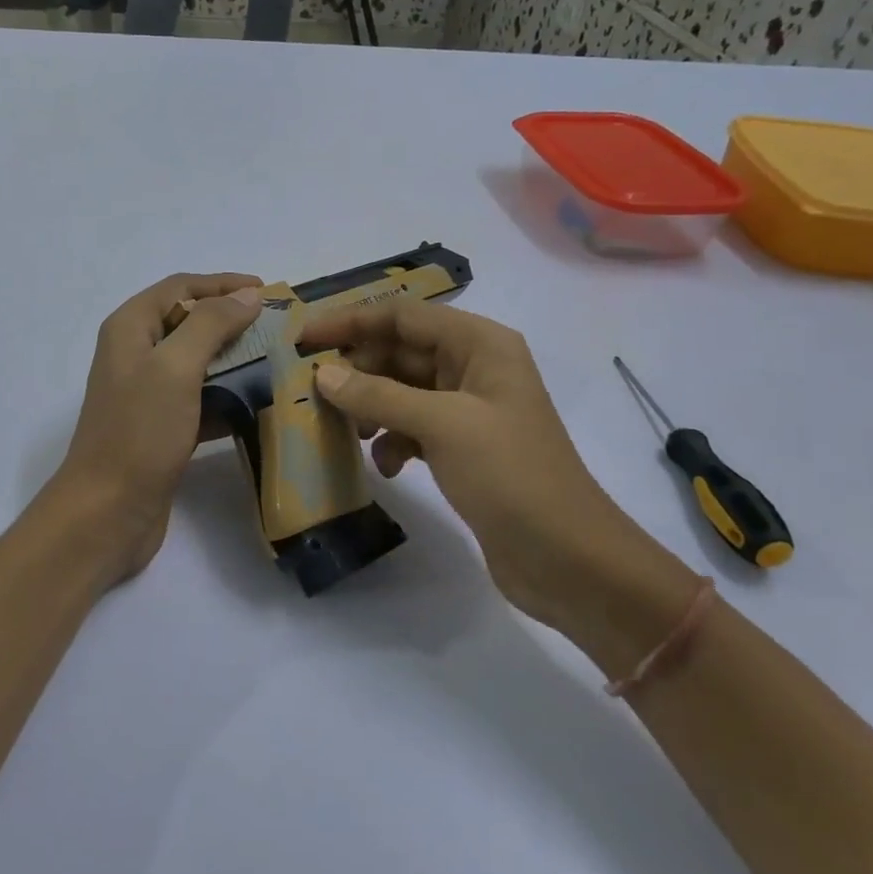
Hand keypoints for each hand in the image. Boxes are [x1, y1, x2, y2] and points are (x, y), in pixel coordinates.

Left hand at [51, 273, 262, 587]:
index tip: (267, 291)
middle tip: (278, 327)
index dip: (222, 284)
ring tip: (277, 361)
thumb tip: (248, 295)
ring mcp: (147, 393)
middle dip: (232, 320)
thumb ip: (210, 324)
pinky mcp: (162, 427)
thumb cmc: (139, 431)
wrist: (107, 511)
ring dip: (234, 359)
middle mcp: (135, 353)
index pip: (179, 287)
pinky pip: (200, 398)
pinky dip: (227, 396)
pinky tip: (259, 402)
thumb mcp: (175, 367)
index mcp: (130, 328)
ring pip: (197, 362)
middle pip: (188, 322)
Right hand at [301, 302, 694, 647]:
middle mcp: (474, 367)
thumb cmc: (510, 475)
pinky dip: (393, 441)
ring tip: (346, 432)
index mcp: (480, 345)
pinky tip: (387, 467)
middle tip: (313, 391)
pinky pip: (413, 427)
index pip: (403, 315)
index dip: (350, 321)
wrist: (568, 558)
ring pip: (402, 391)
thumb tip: (323, 374)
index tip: (304, 338)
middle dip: (358, 369)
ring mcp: (469, 409)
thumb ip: (378, 394)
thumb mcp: (441, 426)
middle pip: (400, 350)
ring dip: (371, 407)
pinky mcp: (463, 447)